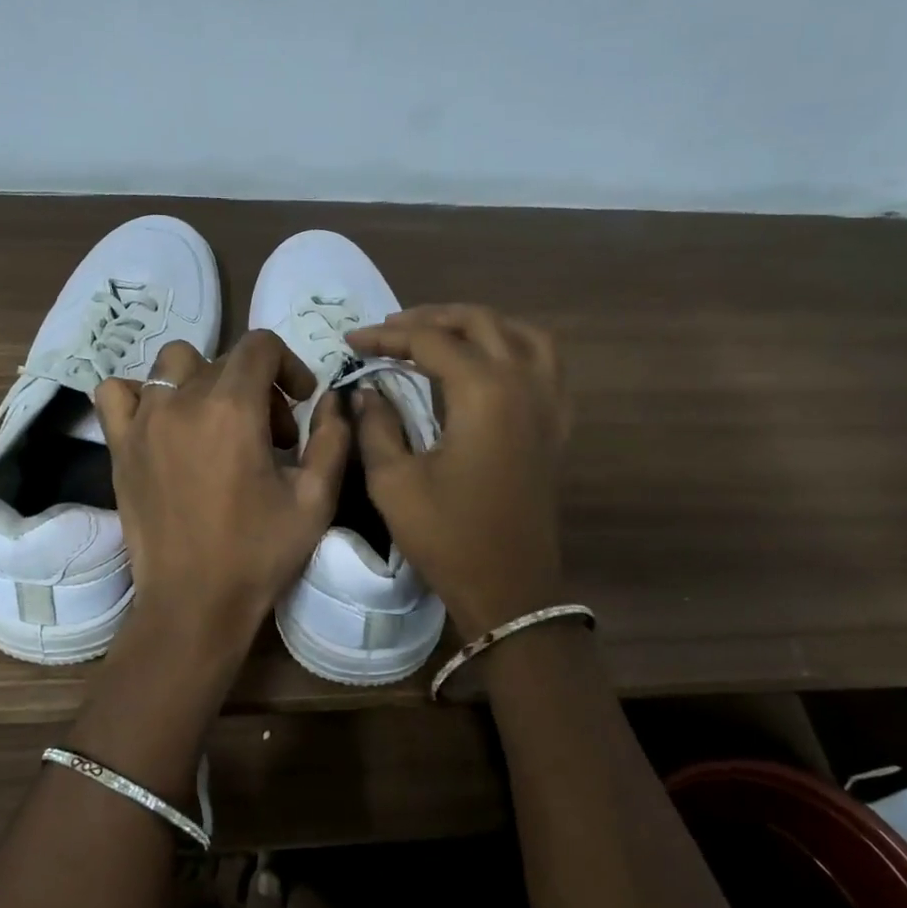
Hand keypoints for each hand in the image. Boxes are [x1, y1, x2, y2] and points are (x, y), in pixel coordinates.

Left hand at [94, 331, 351, 665]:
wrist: (193, 603)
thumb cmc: (259, 553)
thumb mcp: (316, 500)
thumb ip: (332, 439)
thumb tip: (334, 400)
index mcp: (232, 409)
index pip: (259, 345)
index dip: (289, 365)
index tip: (301, 403)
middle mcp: (182, 401)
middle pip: (223, 360)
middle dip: (257, 386)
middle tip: (271, 437)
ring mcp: (144, 421)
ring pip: (173, 366)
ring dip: (203, 382)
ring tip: (217, 424)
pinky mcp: (119, 446)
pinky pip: (117, 393)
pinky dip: (141, 395)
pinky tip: (163, 424)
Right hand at [346, 305, 569, 640]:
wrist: (509, 589)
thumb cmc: (448, 536)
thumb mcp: (394, 482)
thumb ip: (377, 425)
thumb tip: (367, 391)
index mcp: (484, 392)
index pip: (429, 340)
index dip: (385, 336)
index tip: (350, 342)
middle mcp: (524, 383)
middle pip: (479, 323)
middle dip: (430, 318)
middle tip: (389, 331)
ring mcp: (548, 403)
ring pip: (520, 334)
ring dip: (479, 325)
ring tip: (442, 334)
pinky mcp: (556, 425)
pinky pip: (545, 364)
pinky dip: (515, 348)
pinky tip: (491, 365)